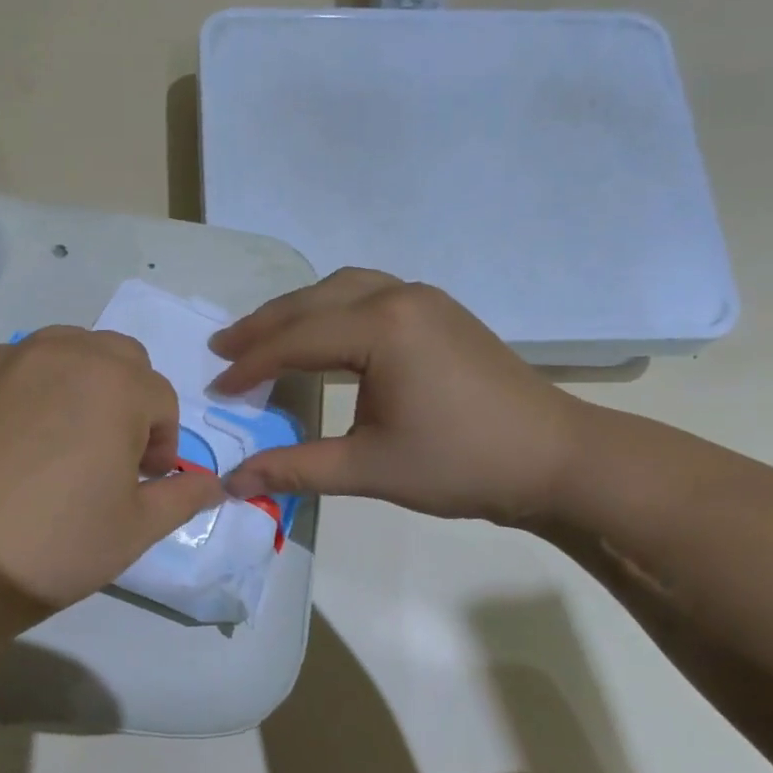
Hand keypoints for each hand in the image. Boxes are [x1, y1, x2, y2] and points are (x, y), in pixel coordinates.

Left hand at [0, 327, 226, 609]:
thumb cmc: (58, 542)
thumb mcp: (137, 528)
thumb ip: (183, 496)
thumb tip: (215, 484)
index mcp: (118, 385)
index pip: (161, 398)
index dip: (162, 442)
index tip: (143, 480)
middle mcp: (68, 354)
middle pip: (121, 358)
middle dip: (130, 398)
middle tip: (111, 452)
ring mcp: (14, 358)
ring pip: (71, 348)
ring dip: (86, 381)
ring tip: (68, 434)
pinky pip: (22, 360)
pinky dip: (36, 382)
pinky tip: (21, 431)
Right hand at [211, 269, 589, 525]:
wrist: (555, 458)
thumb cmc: (462, 464)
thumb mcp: (370, 468)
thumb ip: (296, 468)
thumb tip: (231, 482)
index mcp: (382, 328)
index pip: (296, 341)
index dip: (251, 366)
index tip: (216, 389)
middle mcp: (399, 296)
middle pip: (312, 302)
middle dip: (263, 327)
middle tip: (222, 349)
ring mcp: (424, 298)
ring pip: (341, 289)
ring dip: (297, 311)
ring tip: (262, 336)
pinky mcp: (439, 311)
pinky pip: (368, 294)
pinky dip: (331, 308)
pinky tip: (322, 331)